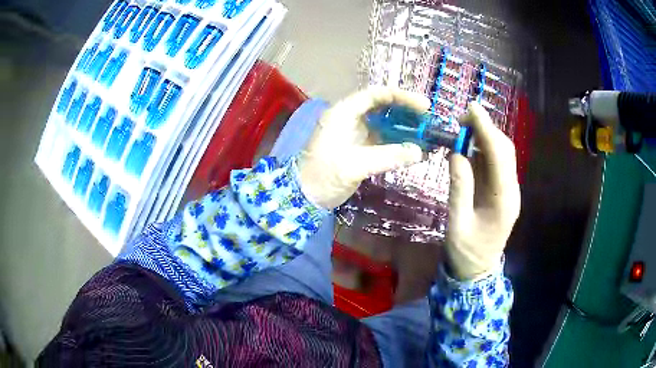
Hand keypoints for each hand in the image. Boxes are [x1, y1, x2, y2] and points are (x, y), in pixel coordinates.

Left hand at [298, 87, 429, 208]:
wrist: (306, 196)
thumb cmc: (324, 175)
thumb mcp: (355, 164)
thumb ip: (388, 156)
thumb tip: (419, 152)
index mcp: (344, 113)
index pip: (376, 95)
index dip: (401, 97)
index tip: (424, 106)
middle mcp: (351, 118)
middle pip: (384, 106)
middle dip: (407, 111)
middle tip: (429, 121)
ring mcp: (357, 133)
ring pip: (386, 123)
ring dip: (406, 127)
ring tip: (427, 134)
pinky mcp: (362, 148)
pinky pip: (385, 140)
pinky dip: (400, 143)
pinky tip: (416, 148)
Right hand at [446, 102, 520, 279]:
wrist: (477, 271)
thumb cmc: (466, 252)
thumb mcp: (457, 223)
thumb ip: (459, 187)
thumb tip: (456, 153)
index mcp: (503, 200)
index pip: (499, 156)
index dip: (486, 129)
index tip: (471, 108)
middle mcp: (511, 190)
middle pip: (504, 150)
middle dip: (486, 128)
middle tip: (461, 119)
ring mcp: (508, 190)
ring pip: (501, 154)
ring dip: (484, 136)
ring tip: (462, 128)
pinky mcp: (502, 191)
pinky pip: (494, 163)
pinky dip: (482, 149)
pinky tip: (468, 146)